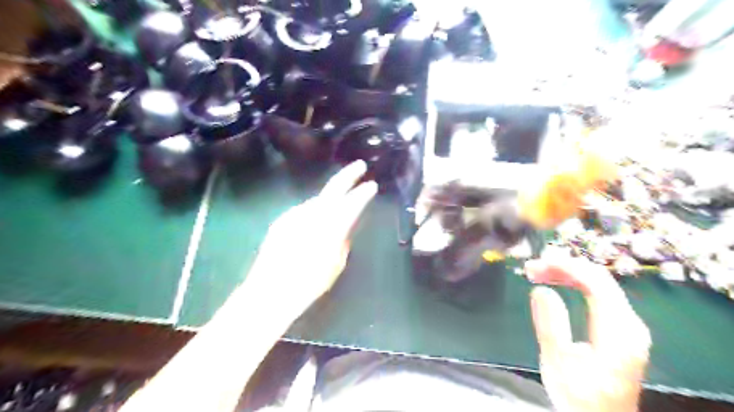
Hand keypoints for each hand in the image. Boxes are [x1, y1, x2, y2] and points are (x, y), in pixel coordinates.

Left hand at [247, 162, 376, 315]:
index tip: (372, 185)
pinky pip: (304, 210)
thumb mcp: (336, 263)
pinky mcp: (282, 220)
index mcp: (332, 225)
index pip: (353, 202)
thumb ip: (343, 240)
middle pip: (333, 187)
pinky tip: (314, 222)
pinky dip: (314, 211)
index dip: (364, 192)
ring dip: (329, 198)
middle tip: (360, 166)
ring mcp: (295, 214)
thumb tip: (344, 228)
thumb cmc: (310, 282)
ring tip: (337, 202)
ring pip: (318, 199)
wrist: (271, 290)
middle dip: (349, 175)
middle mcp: (313, 213)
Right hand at [525, 254, 649, 411]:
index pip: (597, 282)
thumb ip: (551, 325)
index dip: (567, 266)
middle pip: (599, 278)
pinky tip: (556, 283)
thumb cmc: (578, 397)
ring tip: (537, 272)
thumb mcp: (558, 364)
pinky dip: (574, 283)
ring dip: (567, 273)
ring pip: (598, 283)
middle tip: (532, 267)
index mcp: (619, 332)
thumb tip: (541, 289)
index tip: (537, 263)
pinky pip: (598, 293)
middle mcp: (630, 323)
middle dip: (563, 267)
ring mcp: (627, 324)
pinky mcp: (619, 327)